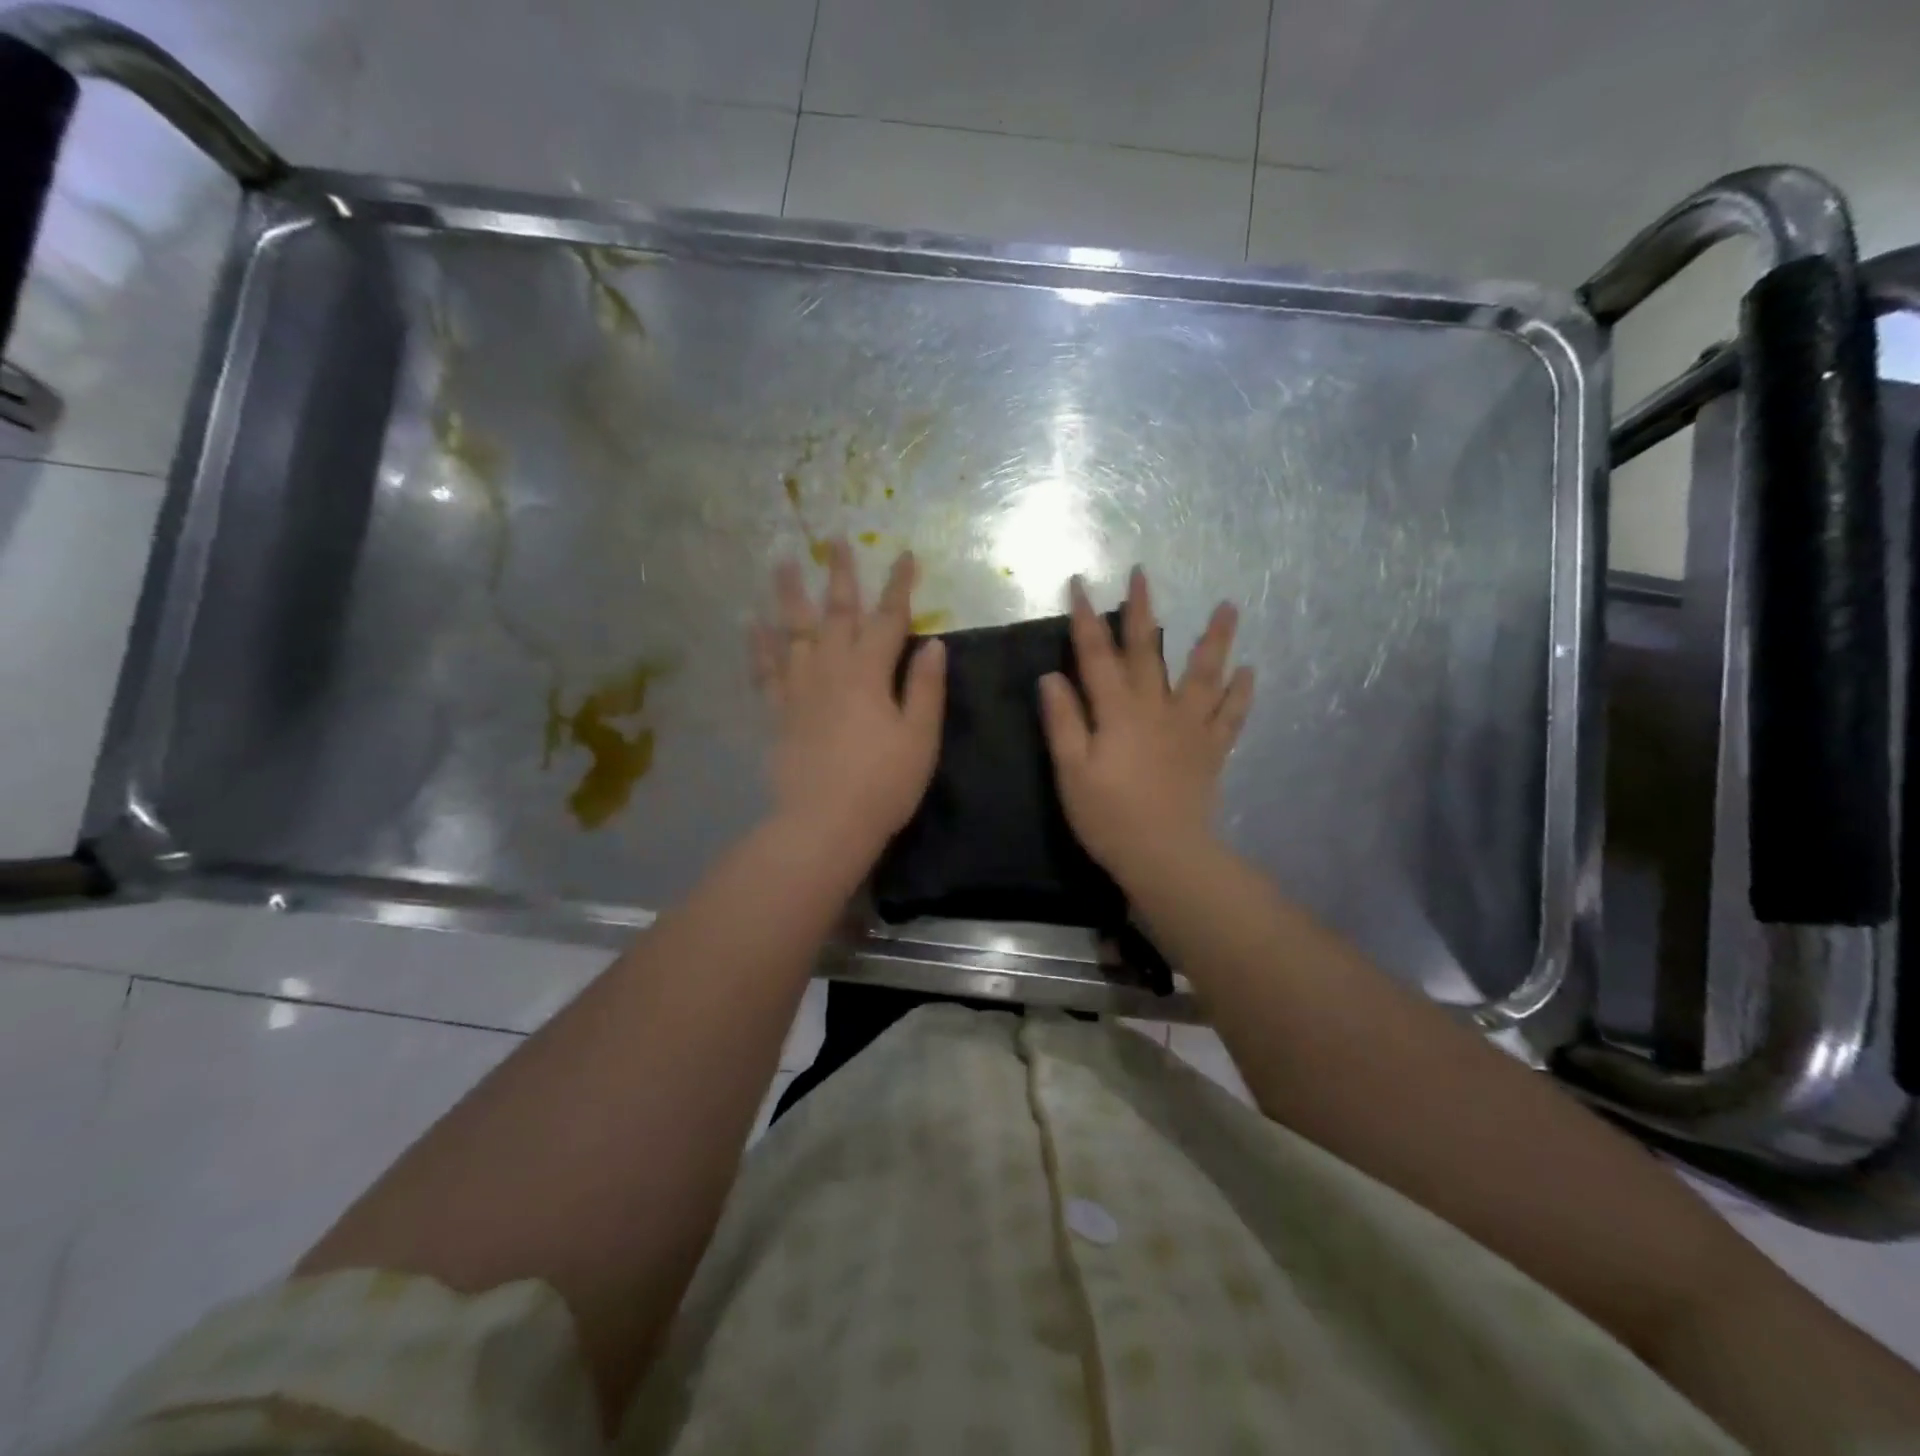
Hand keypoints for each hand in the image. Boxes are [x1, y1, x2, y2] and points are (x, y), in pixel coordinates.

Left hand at [751, 539, 945, 857]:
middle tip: (833, 539)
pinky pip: (766, 670)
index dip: (899, 586)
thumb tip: (934, 645)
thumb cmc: (883, 784)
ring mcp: (799, 689)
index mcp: (870, 673)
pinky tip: (752, 623)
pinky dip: (759, 645)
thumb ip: (926, 689)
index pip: (889, 619)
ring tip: (782, 562)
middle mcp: (831, 669)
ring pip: (794, 632)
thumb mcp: (920, 738)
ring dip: (789, 595)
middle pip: (836, 613)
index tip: (905, 554)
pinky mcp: (778, 712)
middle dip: (839, 575)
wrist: (824, 823)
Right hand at [1038, 568, 1253, 883]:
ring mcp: (1189, 727)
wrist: (1165, 855)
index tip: (1079, 584)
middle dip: (1142, 610)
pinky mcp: (1210, 750)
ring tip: (1229, 607)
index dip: (1085, 619)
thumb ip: (1063, 721)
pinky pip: (1230, 715)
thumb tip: (1051, 676)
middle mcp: (1156, 708)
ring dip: (1214, 639)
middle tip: (1143, 574)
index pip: (1096, 655)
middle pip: (1148, 651)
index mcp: (1118, 711)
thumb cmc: (1109, 816)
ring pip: (1203, 674)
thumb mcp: (1071, 771)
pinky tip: (1249, 672)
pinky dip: (1240, 693)